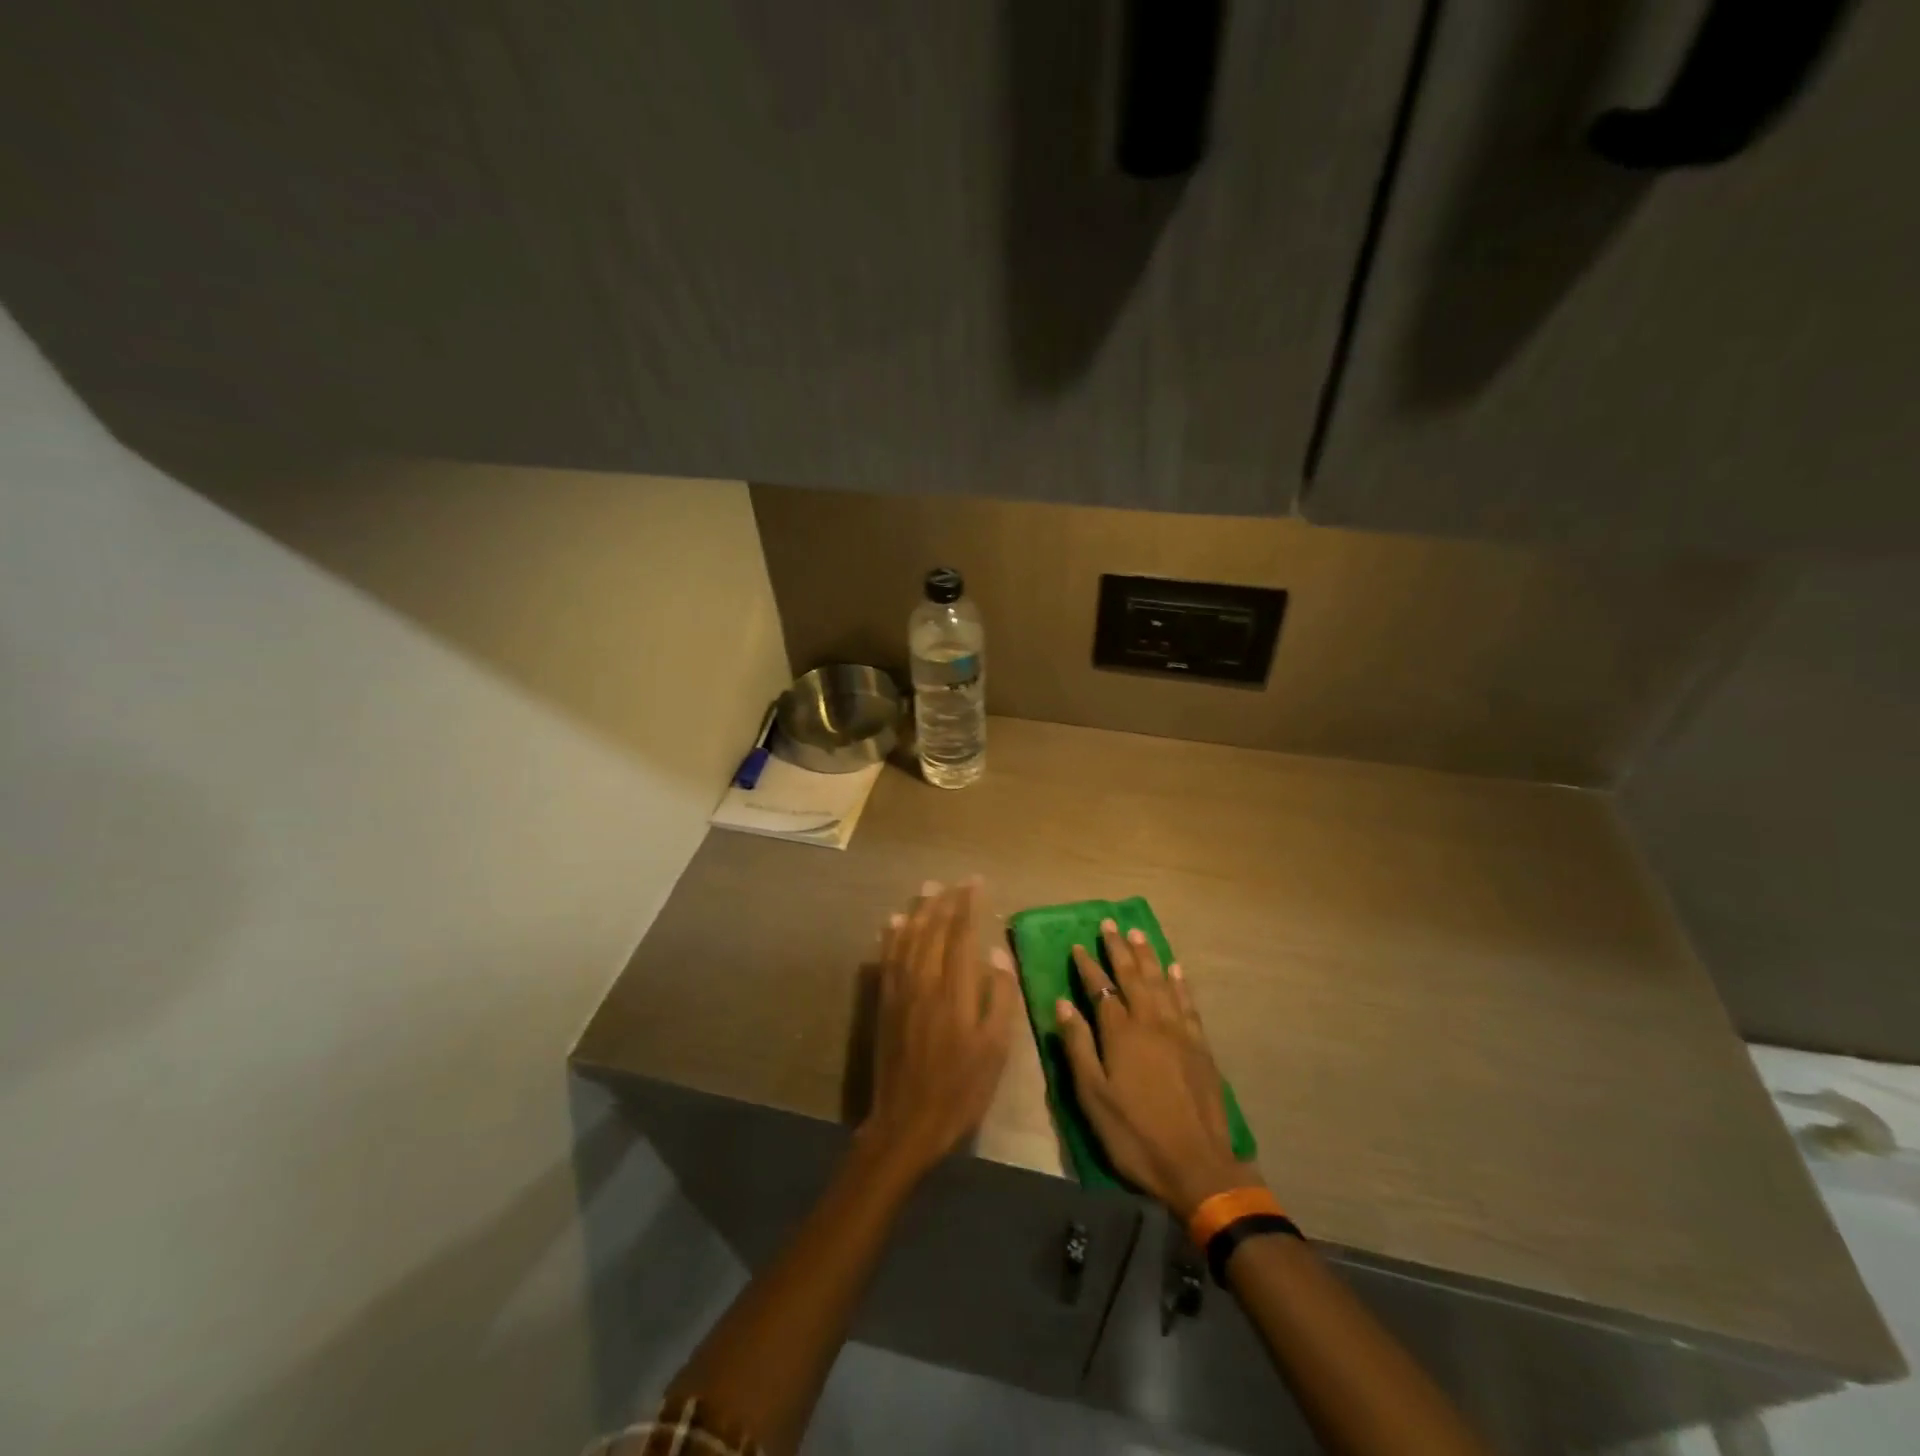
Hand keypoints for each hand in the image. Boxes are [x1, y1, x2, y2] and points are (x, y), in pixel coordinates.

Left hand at [861, 878, 1017, 1178]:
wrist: (907, 1121)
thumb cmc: (961, 1089)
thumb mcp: (995, 1049)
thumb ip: (999, 998)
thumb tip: (997, 954)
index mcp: (954, 991)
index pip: (961, 935)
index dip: (969, 906)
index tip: (976, 883)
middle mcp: (924, 981)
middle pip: (932, 930)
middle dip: (945, 902)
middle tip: (955, 881)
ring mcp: (900, 991)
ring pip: (907, 938)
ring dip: (918, 911)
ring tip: (927, 889)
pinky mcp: (885, 1003)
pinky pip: (887, 959)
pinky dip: (891, 936)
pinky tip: (893, 922)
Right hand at [1054, 919, 1258, 1217]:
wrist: (1196, 1166)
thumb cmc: (1134, 1134)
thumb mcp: (1093, 1096)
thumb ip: (1078, 1046)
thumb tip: (1063, 1003)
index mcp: (1121, 1033)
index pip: (1100, 989)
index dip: (1088, 966)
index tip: (1078, 944)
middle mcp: (1150, 1022)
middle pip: (1133, 976)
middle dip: (1118, 949)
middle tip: (1110, 923)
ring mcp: (1179, 1032)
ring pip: (1161, 982)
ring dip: (1148, 956)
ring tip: (1138, 934)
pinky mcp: (1200, 1046)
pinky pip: (1187, 1003)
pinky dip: (1180, 983)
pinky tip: (1175, 969)